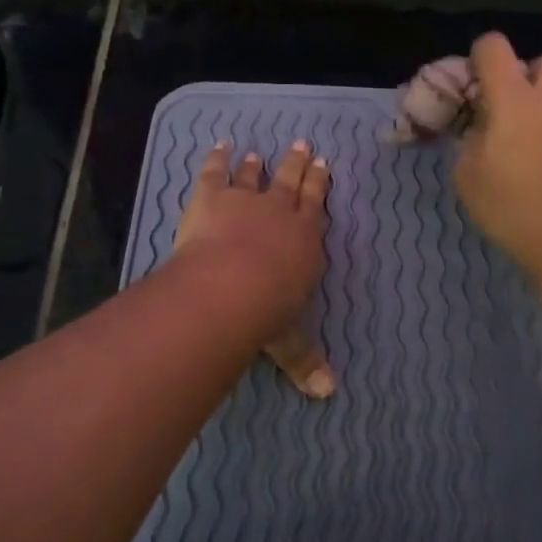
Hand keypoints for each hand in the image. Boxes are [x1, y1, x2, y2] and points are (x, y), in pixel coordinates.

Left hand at [175, 141, 335, 397]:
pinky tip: (218, 146)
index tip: (324, 166)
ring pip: (256, 176)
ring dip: (258, 164)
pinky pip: (216, 172)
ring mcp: (247, 200)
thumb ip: (306, 362)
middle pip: (292, 183)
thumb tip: (328, 394)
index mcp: (306, 242)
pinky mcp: (213, 196)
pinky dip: (216, 158)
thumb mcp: (290, 342)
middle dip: (299, 165)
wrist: (232, 286)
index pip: (316, 209)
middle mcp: (282, 214)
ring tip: (259, 153)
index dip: (320, 187)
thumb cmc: (268, 313)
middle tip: (304, 147)